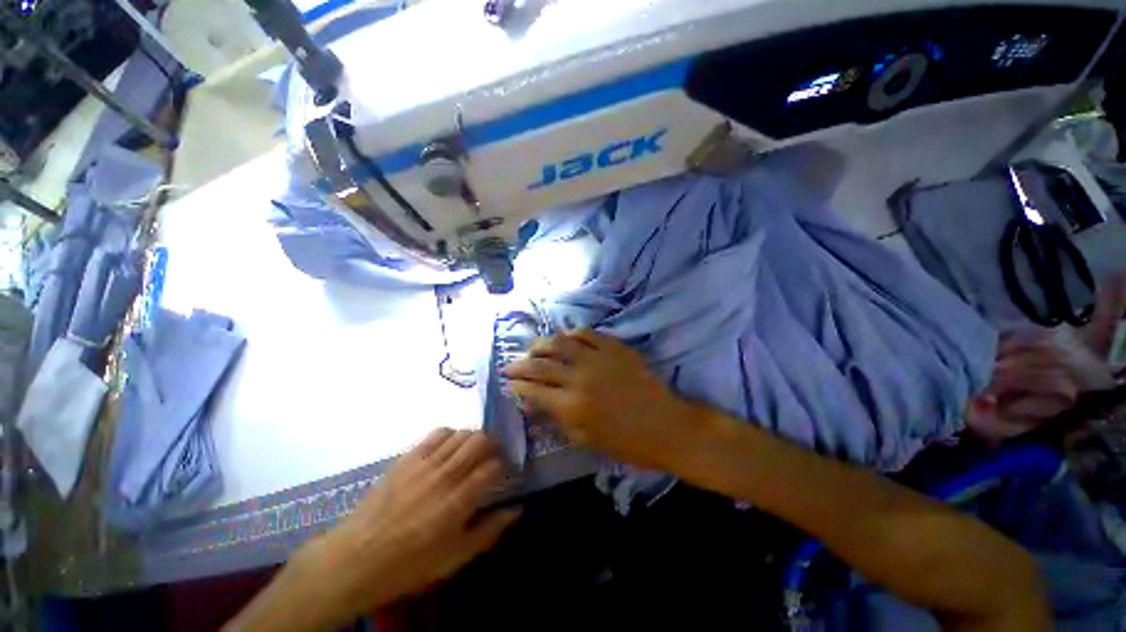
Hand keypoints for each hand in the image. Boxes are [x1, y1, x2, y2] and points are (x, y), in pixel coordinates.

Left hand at [298, 429, 518, 620]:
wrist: (357, 557)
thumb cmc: (411, 563)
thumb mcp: (455, 557)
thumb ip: (489, 530)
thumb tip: (517, 509)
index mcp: (459, 500)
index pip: (493, 467)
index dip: (504, 466)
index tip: (504, 472)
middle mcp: (446, 474)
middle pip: (480, 441)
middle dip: (493, 445)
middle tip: (492, 457)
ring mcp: (426, 462)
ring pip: (461, 434)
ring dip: (473, 439)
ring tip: (472, 452)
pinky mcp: (408, 457)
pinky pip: (437, 434)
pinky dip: (451, 434)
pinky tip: (450, 447)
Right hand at [502, 329, 697, 469]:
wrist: (667, 426)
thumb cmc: (627, 443)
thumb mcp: (586, 439)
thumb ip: (556, 419)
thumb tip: (531, 404)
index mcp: (571, 406)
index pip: (533, 390)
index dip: (517, 386)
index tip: (509, 384)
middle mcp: (579, 377)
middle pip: (540, 364)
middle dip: (520, 365)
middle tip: (511, 365)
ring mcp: (597, 358)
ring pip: (559, 343)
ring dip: (541, 344)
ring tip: (534, 348)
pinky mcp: (614, 347)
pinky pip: (587, 334)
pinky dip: (571, 334)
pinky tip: (566, 338)